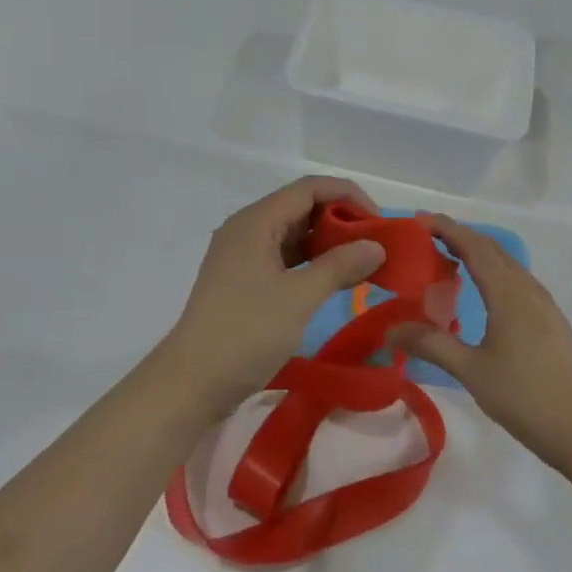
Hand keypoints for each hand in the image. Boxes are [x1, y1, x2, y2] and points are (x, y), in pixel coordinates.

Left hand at [162, 176, 385, 409]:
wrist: (192, 383)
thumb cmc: (246, 332)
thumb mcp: (299, 297)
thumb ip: (340, 266)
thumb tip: (376, 246)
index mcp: (256, 221)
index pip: (309, 188)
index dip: (348, 196)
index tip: (379, 222)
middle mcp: (247, 230)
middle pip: (301, 208)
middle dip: (341, 221)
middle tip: (376, 245)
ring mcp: (243, 257)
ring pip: (293, 236)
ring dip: (328, 245)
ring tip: (364, 264)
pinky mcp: (243, 282)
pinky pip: (284, 260)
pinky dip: (311, 265)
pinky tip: (335, 282)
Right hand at [390, 215, 571, 470]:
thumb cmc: (527, 397)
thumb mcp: (472, 371)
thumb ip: (431, 344)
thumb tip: (390, 329)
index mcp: (508, 292)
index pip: (473, 246)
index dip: (446, 228)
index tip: (418, 219)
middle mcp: (527, 289)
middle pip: (491, 249)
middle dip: (459, 236)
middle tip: (425, 237)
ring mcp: (544, 305)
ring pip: (506, 264)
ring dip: (477, 253)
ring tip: (447, 259)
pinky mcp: (551, 321)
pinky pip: (516, 281)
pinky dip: (492, 272)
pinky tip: (481, 293)